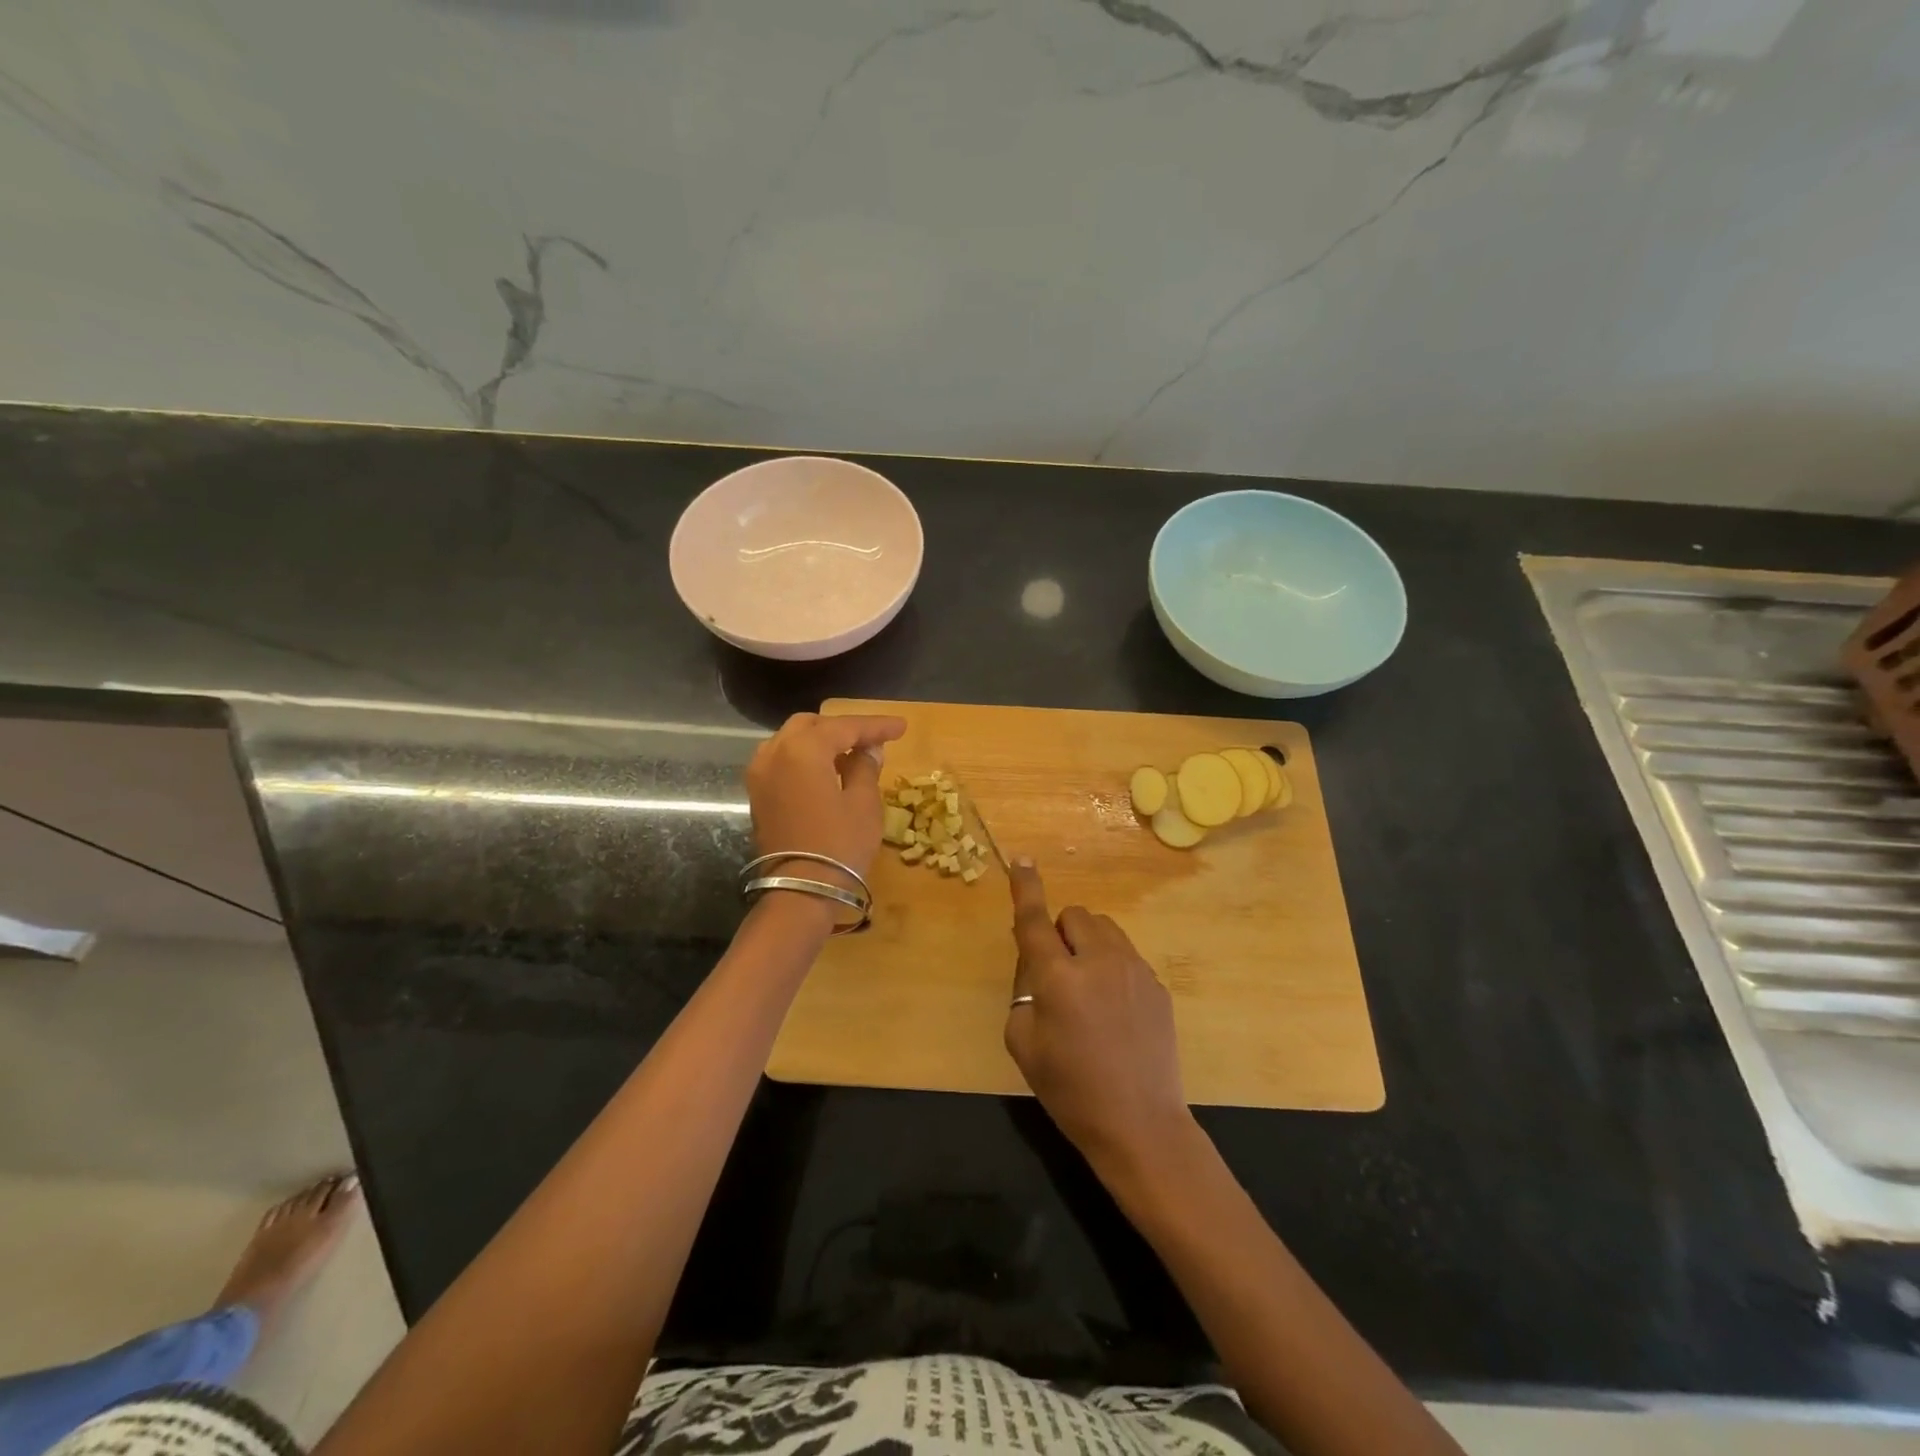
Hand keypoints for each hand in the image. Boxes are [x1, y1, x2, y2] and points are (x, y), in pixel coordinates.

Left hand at [746, 712, 906, 889]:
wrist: (800, 892)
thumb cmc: (839, 845)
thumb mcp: (863, 803)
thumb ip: (865, 767)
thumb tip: (868, 750)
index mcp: (803, 749)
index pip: (845, 727)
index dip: (876, 725)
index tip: (901, 727)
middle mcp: (775, 752)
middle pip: (812, 725)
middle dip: (843, 728)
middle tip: (873, 740)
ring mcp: (760, 774)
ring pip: (792, 741)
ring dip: (821, 742)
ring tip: (851, 755)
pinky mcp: (758, 795)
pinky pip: (782, 761)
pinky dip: (805, 759)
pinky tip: (828, 772)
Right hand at [1004, 859, 1190, 1167]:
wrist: (1140, 1125)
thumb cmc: (1070, 1090)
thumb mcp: (1023, 1043)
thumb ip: (1024, 992)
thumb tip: (1038, 966)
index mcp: (1058, 977)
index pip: (1035, 920)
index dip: (1025, 888)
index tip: (1022, 860)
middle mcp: (1098, 961)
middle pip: (1075, 916)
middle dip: (1060, 934)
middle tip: (1056, 974)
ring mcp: (1134, 971)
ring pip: (1104, 929)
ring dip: (1087, 944)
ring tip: (1087, 988)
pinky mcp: (1157, 985)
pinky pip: (1126, 956)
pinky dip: (1111, 966)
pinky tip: (1115, 1011)